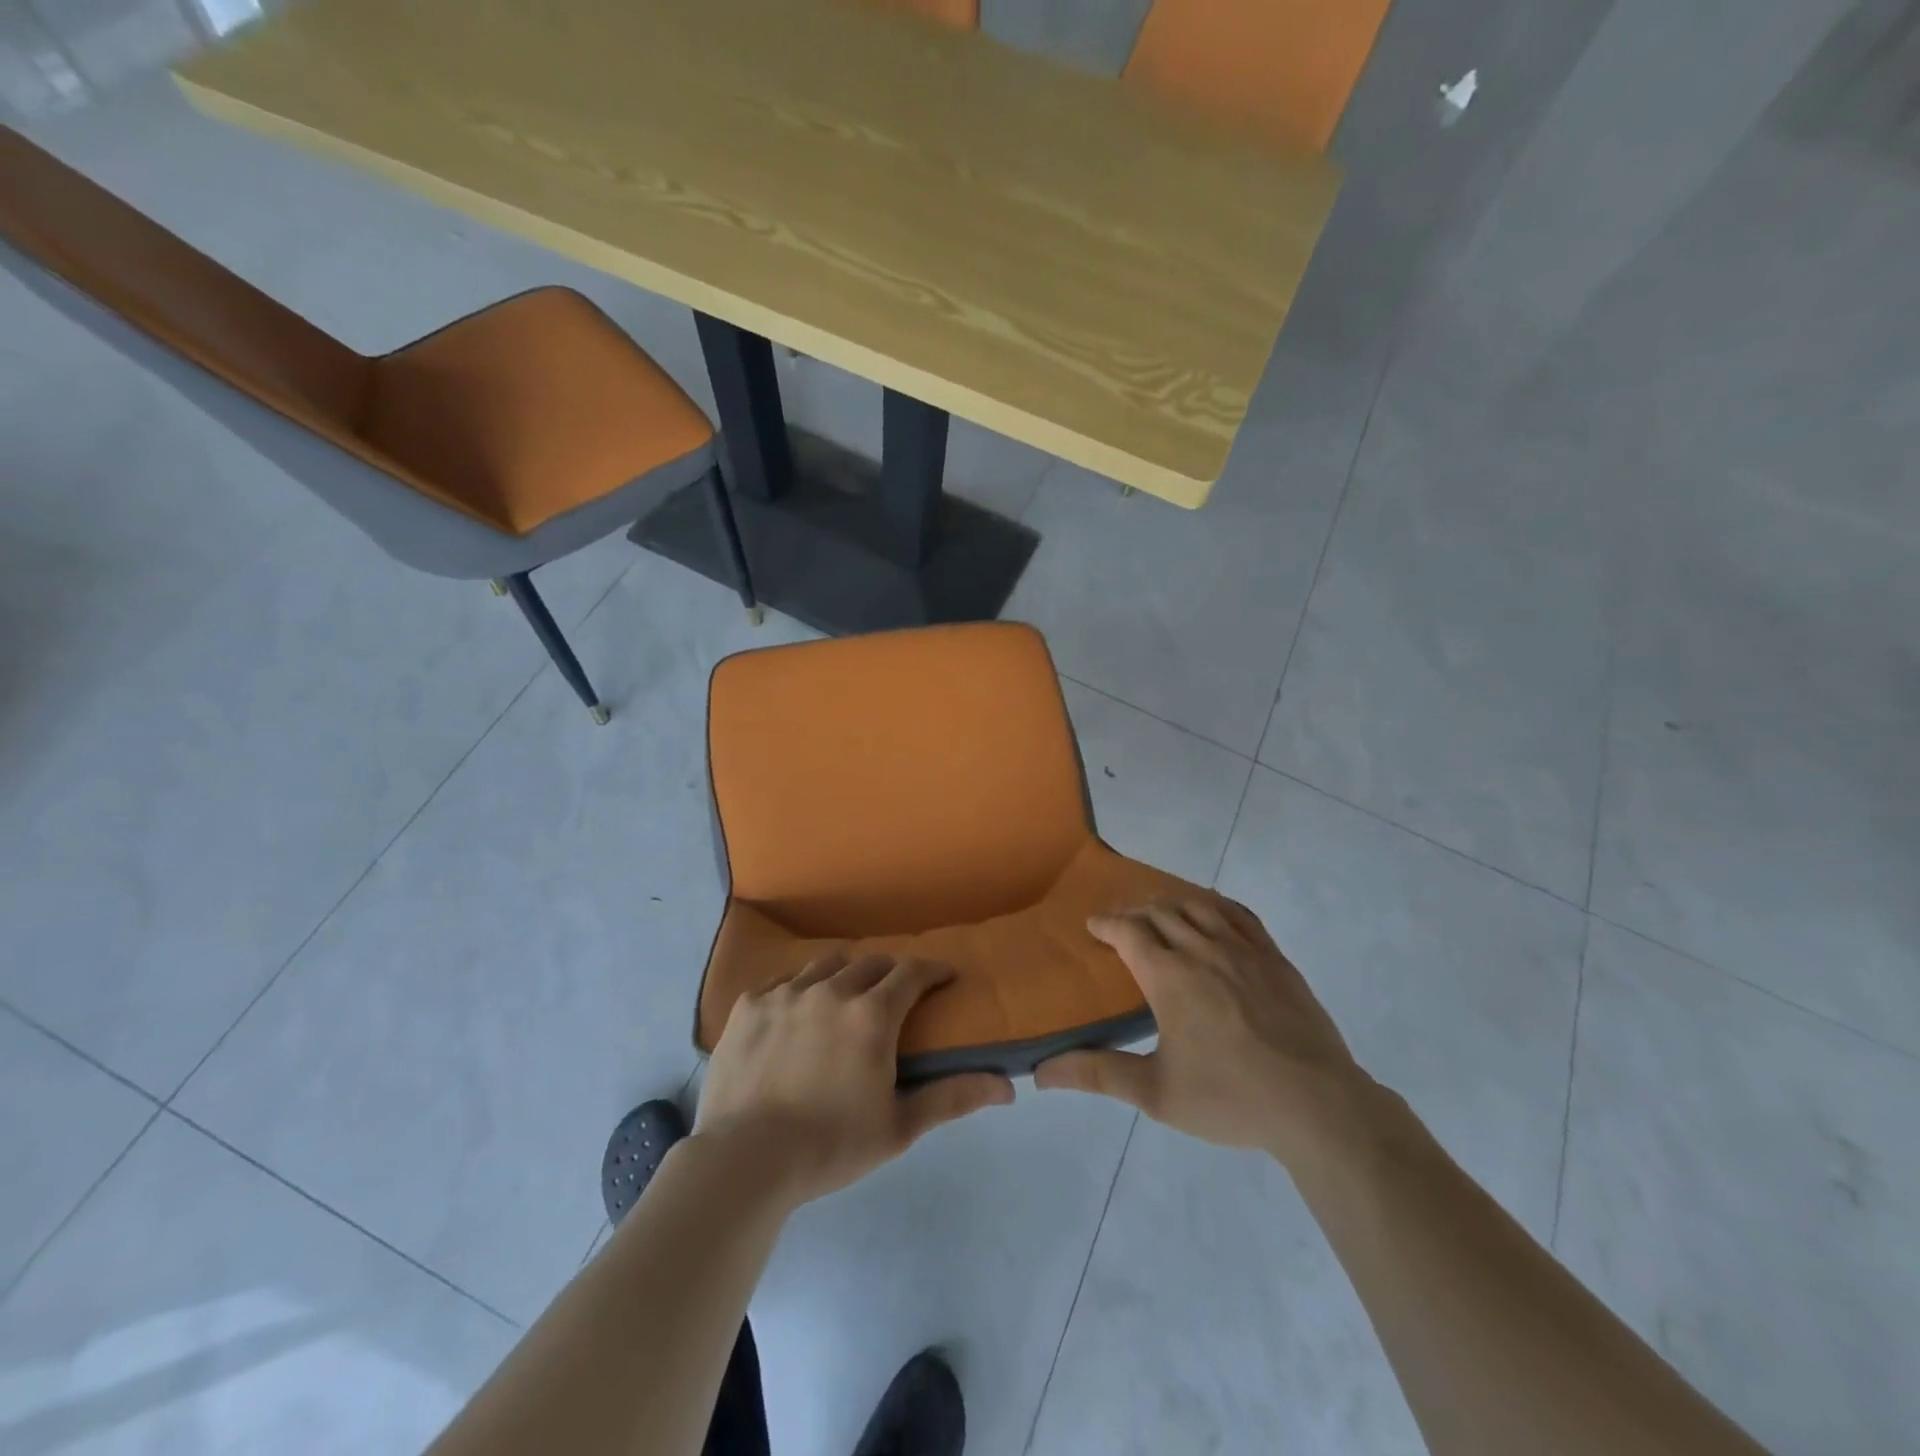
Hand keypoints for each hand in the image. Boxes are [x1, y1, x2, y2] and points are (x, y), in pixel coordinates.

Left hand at [693, 952, 1014, 1207]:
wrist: (743, 1160)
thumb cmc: (830, 1146)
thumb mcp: (899, 1127)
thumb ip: (952, 1098)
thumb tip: (1007, 1086)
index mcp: (871, 1014)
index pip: (911, 973)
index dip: (933, 970)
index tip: (945, 976)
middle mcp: (830, 990)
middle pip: (870, 963)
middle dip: (892, 972)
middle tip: (898, 993)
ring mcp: (785, 992)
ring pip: (826, 964)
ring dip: (846, 973)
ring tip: (848, 994)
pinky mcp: (749, 1004)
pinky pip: (784, 980)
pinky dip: (801, 987)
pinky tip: (798, 1010)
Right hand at [1034, 898, 1375, 1166]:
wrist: (1316, 1104)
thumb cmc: (1229, 1097)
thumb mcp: (1156, 1093)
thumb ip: (1097, 1075)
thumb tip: (1040, 1073)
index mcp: (1169, 976)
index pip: (1128, 931)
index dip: (1107, 923)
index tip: (1094, 925)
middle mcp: (1201, 949)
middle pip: (1160, 912)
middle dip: (1134, 912)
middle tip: (1122, 923)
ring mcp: (1242, 949)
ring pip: (1197, 906)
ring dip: (1171, 903)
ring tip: (1160, 913)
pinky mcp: (1274, 957)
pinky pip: (1239, 914)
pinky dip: (1215, 905)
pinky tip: (1212, 912)